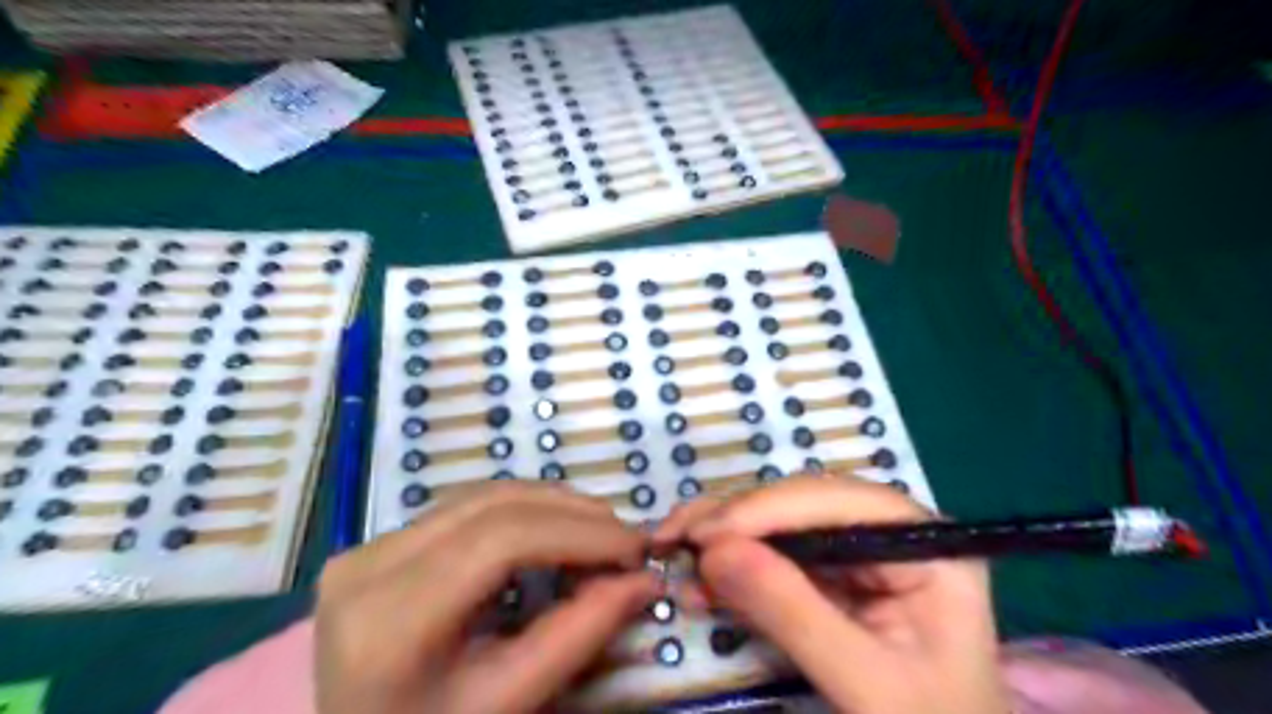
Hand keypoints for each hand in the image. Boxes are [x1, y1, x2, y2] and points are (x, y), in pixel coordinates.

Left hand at [313, 479, 659, 713]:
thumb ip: (577, 636)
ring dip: (550, 506)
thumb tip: (644, 581)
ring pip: (480, 496)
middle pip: (493, 506)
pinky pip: (463, 508)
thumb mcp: (506, 704)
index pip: (502, 540)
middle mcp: (367, 566)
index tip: (636, 548)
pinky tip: (552, 529)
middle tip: (625, 539)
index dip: (579, 533)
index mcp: (388, 620)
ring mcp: (366, 548)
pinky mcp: (376, 544)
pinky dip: (520, 512)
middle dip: (572, 514)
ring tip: (599, 531)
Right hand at [662, 474, 1008, 713]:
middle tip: (673, 538)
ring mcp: (858, 553)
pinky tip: (699, 581)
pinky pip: (774, 558)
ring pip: (779, 524)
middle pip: (800, 504)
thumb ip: (793, 613)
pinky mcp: (832, 578)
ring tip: (672, 553)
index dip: (764, 509)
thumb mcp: (866, 683)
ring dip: (723, 537)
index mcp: (924, 544)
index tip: (703, 535)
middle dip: (734, 520)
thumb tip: (713, 552)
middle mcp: (889, 532)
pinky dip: (732, 566)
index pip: (836, 502)